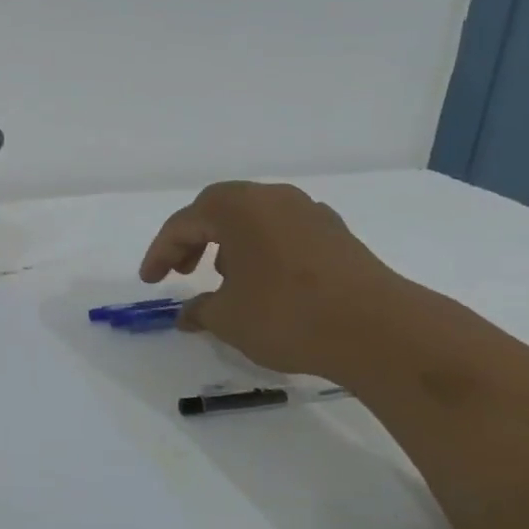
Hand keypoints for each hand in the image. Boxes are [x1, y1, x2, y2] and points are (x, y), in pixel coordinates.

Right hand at [139, 181, 399, 379]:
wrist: (378, 329)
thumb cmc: (287, 315)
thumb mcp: (228, 319)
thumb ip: (200, 310)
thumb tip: (187, 315)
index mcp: (237, 208)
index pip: (183, 223)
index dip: (160, 253)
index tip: (149, 281)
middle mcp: (272, 198)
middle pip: (218, 211)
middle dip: (194, 240)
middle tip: (182, 272)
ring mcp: (309, 213)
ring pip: (254, 219)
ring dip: (229, 243)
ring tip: (224, 279)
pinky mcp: (336, 234)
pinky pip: (283, 232)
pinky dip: (262, 249)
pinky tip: (265, 282)